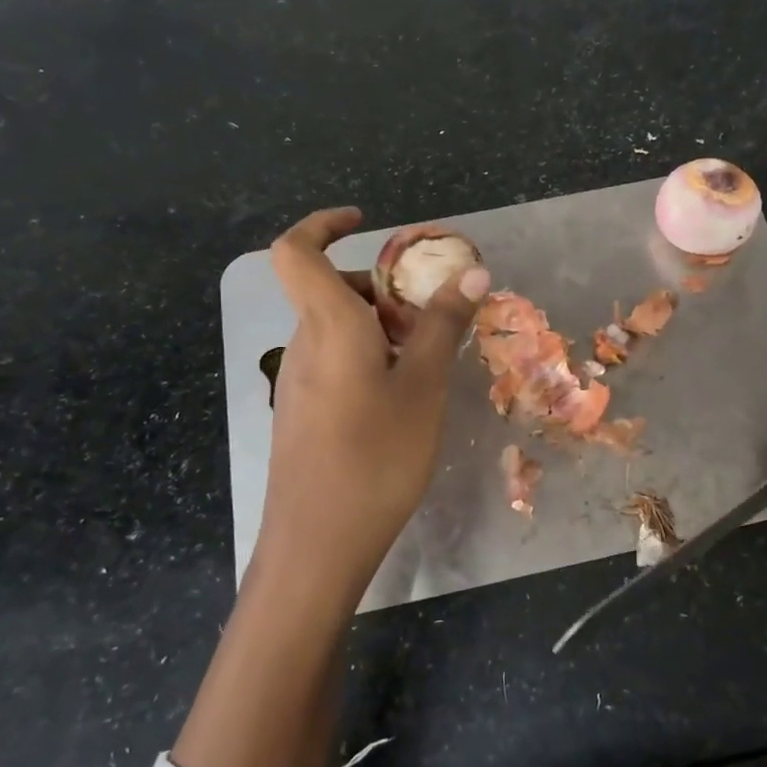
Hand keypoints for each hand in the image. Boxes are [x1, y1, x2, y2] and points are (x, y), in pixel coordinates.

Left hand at [254, 207, 489, 605]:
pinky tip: (401, 400)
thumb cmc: (376, 457)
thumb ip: (443, 325)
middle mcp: (304, 345)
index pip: (295, 251)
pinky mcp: (302, 414)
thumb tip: (472, 272)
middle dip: (379, 287)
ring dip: (379, 327)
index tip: (366, 222)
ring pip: (336, 329)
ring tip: (426, 362)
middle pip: (330, 291)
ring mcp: (298, 382)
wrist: (318, 544)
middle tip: (428, 315)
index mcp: (328, 326)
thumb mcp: (424, 387)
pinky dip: (367, 358)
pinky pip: (334, 362)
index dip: (323, 224)